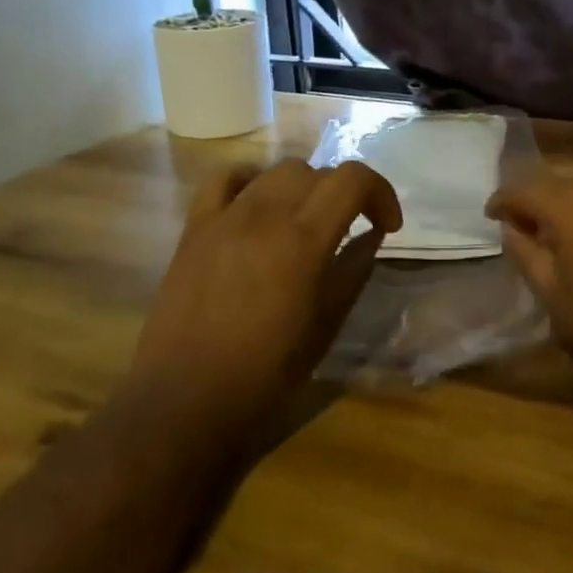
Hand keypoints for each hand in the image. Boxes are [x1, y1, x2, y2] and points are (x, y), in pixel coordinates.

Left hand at [126, 159, 401, 433]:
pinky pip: (224, 179)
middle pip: (316, 171)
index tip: (387, 225)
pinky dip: (251, 181)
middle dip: (343, 194)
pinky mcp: (194, 227)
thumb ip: (353, 271)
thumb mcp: (326, 326)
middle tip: (349, 229)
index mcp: (304, 240)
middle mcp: (265, 214)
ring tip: (304, 221)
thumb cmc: (266, 374)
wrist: (185, 401)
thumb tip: (371, 236)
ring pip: (276, 171)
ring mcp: (225, 216)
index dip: (380, 192)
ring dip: (302, 188)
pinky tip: (257, 205)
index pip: (353, 179)